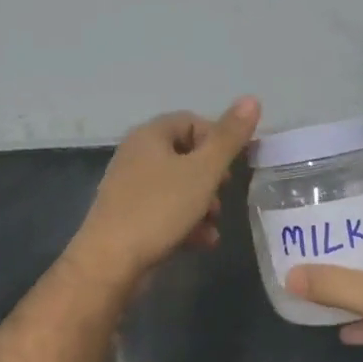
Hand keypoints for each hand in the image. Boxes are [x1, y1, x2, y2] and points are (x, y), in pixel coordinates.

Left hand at [71, 97, 260, 281]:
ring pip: (178, 187)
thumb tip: (252, 99)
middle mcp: (136, 155)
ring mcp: (130, 188)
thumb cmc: (159, 208)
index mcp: (150, 135)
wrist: (110, 262)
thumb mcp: (203, 171)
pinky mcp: (129, 218)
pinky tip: (202, 241)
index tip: (235, 163)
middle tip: (224, 193)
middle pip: (186, 156)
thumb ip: (228, 138)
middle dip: (211, 177)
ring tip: (214, 223)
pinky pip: (165, 211)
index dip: (218, 138)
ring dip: (203, 203)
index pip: (191, 121)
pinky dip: (186, 222)